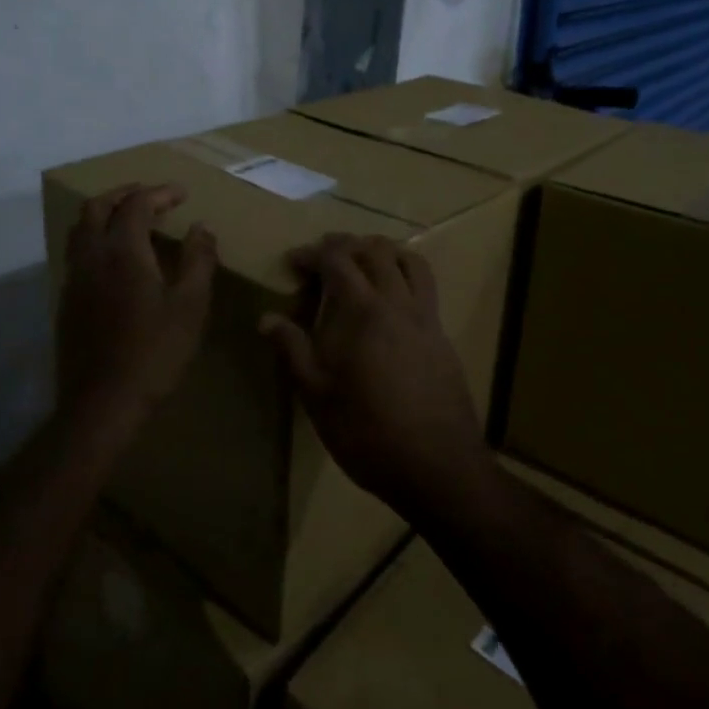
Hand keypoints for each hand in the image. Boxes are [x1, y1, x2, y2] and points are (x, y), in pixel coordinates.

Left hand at [58, 184, 217, 410]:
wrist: (103, 403)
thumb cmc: (155, 352)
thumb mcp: (191, 306)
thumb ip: (199, 261)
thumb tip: (202, 227)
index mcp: (123, 253)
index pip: (136, 205)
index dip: (159, 193)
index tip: (182, 194)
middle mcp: (91, 257)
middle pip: (97, 207)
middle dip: (125, 194)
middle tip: (151, 196)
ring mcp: (74, 280)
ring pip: (80, 229)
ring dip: (104, 213)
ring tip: (130, 218)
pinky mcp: (67, 302)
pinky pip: (77, 253)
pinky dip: (95, 238)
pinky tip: (116, 258)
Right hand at [259, 233, 487, 519]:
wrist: (436, 463)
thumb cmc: (366, 432)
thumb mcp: (317, 395)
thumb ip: (293, 350)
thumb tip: (267, 318)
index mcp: (363, 311)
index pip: (337, 260)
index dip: (313, 253)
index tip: (293, 262)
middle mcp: (398, 302)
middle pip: (376, 251)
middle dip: (346, 244)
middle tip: (323, 255)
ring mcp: (426, 317)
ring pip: (409, 261)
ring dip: (383, 251)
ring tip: (363, 262)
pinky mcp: (441, 335)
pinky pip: (425, 286)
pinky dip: (405, 273)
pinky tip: (392, 298)